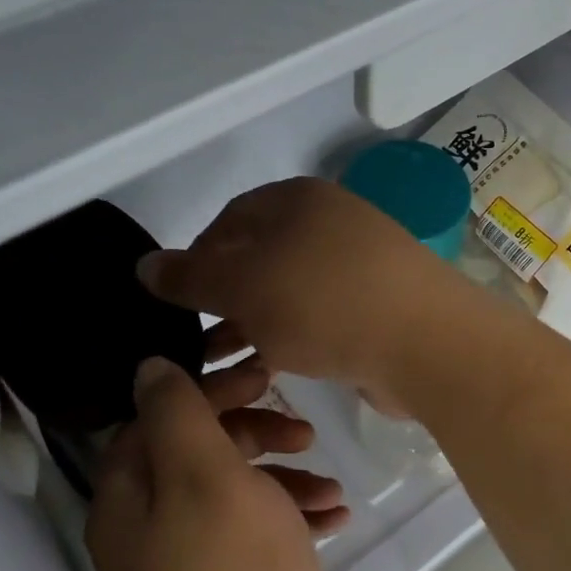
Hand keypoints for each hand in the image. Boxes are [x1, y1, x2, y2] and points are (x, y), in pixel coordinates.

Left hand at [86, 356, 344, 570]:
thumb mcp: (208, 476)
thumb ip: (178, 413)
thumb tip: (149, 366)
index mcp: (128, 502)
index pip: (156, 419)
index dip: (209, 391)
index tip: (262, 379)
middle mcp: (148, 531)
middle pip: (197, 454)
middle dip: (254, 433)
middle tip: (304, 429)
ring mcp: (189, 564)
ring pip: (235, 493)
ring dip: (284, 477)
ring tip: (331, 483)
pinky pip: (257, 533)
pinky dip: (292, 517)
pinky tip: (335, 516)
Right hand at [139, 178, 475, 410]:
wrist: (426, 343)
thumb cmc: (323, 302)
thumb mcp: (243, 284)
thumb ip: (191, 275)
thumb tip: (145, 265)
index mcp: (298, 201)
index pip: (230, 219)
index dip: (197, 257)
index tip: (176, 299)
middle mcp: (331, 226)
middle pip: (260, 258)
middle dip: (222, 299)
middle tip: (194, 338)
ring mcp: (359, 268)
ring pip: (288, 293)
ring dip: (250, 324)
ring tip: (219, 363)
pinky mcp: (377, 310)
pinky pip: (318, 319)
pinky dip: (288, 338)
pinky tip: (268, 369)